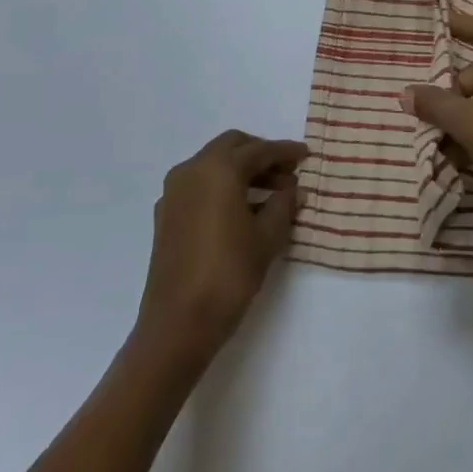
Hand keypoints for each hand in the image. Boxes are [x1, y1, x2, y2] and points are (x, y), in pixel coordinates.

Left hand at [135, 130, 306, 364]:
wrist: (178, 323)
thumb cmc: (229, 273)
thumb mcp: (268, 237)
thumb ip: (284, 205)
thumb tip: (292, 190)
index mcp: (218, 169)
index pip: (259, 150)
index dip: (285, 152)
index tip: (306, 155)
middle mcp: (192, 171)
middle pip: (232, 147)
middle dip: (261, 155)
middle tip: (287, 173)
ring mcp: (174, 193)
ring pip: (213, 165)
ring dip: (242, 171)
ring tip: (272, 194)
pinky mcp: (166, 215)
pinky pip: (200, 185)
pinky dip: (223, 186)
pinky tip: (243, 210)